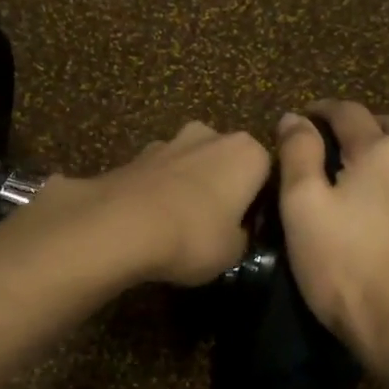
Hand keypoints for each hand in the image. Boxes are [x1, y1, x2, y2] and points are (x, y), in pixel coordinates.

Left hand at [38, 122, 270, 286]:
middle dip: (223, 185)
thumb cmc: (193, 237)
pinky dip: (158, 191)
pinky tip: (150, 220)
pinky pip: (159, 174)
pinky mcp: (135, 155)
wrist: (120, 225)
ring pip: (191, 163)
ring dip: (189, 185)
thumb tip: (237, 232)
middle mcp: (212, 135)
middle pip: (226, 161)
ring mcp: (170, 141)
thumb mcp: (234, 252)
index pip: (267, 173)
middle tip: (216, 225)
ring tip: (179, 224)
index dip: (259, 202)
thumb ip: (243, 236)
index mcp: (248, 153)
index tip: (250, 228)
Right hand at [277, 101, 388, 370]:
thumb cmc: (343, 268)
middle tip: (342, 142)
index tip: (305, 117)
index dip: (323, 109)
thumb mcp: (302, 208)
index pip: (349, 112)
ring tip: (373, 182)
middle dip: (367, 125)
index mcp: (380, 153)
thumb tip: (295, 117)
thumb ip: (298, 154)